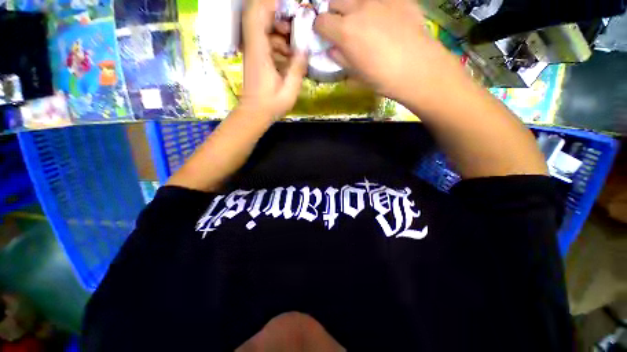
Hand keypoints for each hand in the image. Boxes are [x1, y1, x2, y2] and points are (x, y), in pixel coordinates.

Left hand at [241, 0, 307, 118]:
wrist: (254, 114)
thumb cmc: (271, 104)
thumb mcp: (289, 90)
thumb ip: (297, 68)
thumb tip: (305, 50)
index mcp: (259, 51)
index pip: (256, 15)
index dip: (270, 4)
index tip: (290, 7)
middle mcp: (253, 47)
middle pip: (260, 18)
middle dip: (280, 18)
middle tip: (296, 30)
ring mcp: (254, 53)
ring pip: (264, 30)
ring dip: (281, 33)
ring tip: (295, 48)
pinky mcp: (257, 60)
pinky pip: (266, 43)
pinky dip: (279, 45)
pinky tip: (289, 57)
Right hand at [314, 0, 453, 103]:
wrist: (417, 68)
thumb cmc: (382, 77)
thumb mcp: (355, 74)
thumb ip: (339, 58)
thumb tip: (331, 49)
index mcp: (345, 31)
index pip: (320, 21)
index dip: (320, 29)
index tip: (325, 36)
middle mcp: (358, 8)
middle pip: (335, 1)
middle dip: (334, 14)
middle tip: (343, 27)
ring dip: (353, 7)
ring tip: (363, 21)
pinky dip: (375, 6)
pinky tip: (383, 18)